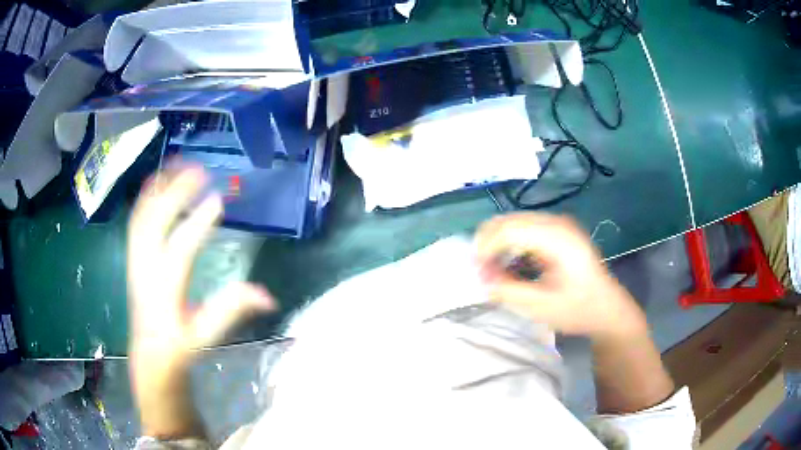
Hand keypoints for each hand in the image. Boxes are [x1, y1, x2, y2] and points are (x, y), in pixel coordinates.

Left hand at [127, 164, 274, 436]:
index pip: (180, 251)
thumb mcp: (207, 334)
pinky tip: (157, 180)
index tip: (219, 200)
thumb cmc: (180, 344)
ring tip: (179, 164)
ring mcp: (136, 259)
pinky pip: (136, 219)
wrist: (150, 351)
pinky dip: (146, 196)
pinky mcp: (133, 255)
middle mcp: (146, 269)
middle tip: (200, 171)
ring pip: (143, 215)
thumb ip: (232, 310)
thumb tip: (269, 296)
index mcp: (165, 291)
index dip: (198, 225)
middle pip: (156, 223)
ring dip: (160, 188)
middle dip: (176, 193)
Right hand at [474, 213, 645, 339]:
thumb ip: (507, 290)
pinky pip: (524, 230)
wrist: (607, 309)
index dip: (486, 246)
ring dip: (498, 244)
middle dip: (488, 244)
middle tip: (480, 272)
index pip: (510, 228)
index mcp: (557, 237)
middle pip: (509, 220)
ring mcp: (558, 225)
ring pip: (514, 223)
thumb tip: (479, 277)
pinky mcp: (557, 232)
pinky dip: (510, 245)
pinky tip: (510, 266)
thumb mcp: (541, 306)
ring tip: (493, 271)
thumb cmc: (578, 309)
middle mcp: (556, 223)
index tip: (475, 271)